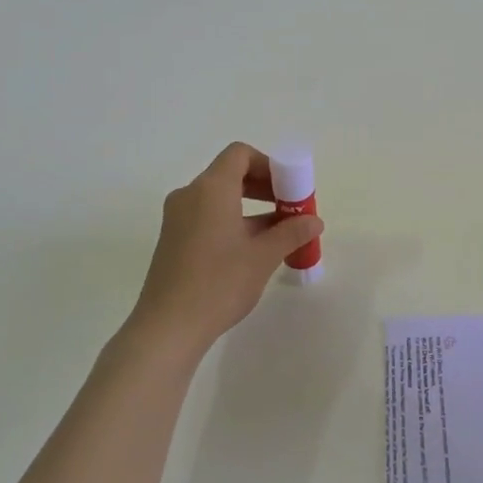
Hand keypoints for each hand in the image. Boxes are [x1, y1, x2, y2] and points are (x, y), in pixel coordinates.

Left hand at [129, 143, 323, 356]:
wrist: (168, 328)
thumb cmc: (219, 283)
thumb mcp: (263, 257)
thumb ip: (291, 232)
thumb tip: (314, 221)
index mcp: (211, 189)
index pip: (240, 154)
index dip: (269, 165)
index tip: (289, 190)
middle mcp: (190, 195)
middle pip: (230, 174)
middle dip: (264, 187)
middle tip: (289, 210)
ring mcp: (178, 218)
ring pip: (219, 198)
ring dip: (251, 207)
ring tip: (278, 234)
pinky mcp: (173, 240)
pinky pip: (207, 216)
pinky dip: (232, 221)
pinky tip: (252, 250)